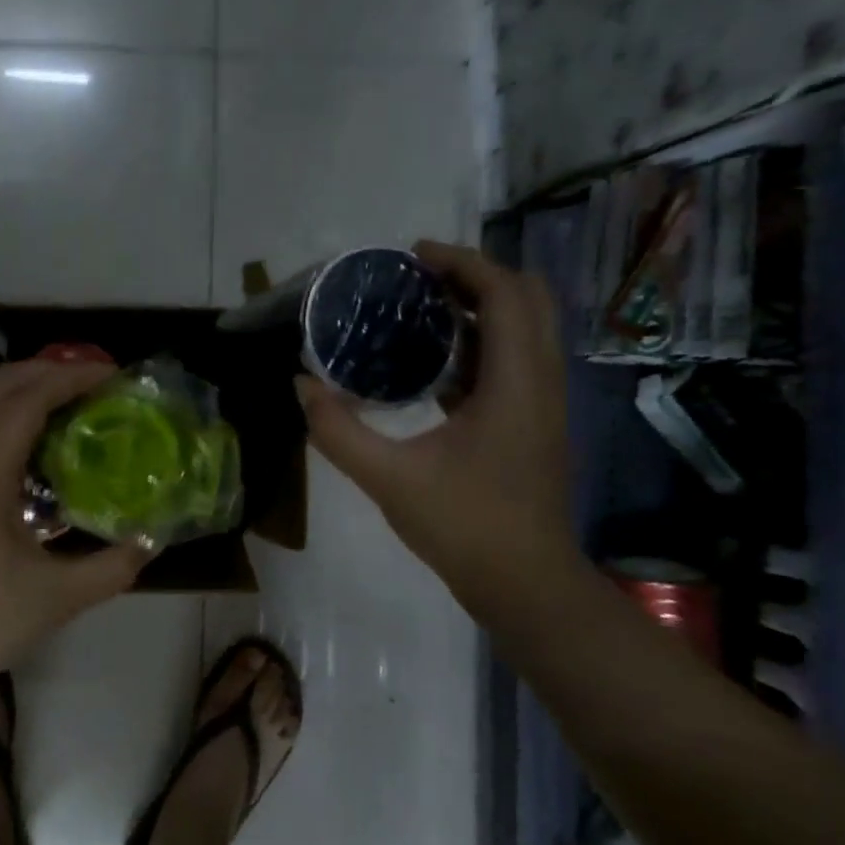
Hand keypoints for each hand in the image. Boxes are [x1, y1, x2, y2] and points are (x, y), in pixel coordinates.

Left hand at [0, 360, 151, 711]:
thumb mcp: (58, 600)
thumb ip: (113, 567)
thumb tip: (153, 539)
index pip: (25, 402)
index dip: (70, 378)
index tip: (113, 375)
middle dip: (46, 369)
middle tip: (95, 381)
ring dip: (28, 389)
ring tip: (77, 402)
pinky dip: (15, 416)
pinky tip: (47, 446)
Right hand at [296, 241, 580, 612]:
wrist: (527, 587)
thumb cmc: (466, 527)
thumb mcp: (389, 478)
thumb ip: (338, 430)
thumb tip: (301, 386)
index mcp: (516, 382)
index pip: (505, 293)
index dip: (463, 262)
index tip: (414, 257)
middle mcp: (541, 382)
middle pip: (528, 299)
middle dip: (476, 276)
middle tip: (420, 280)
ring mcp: (543, 404)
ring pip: (526, 330)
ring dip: (482, 309)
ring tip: (423, 311)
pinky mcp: (534, 425)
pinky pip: (516, 361)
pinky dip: (482, 344)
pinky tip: (434, 365)